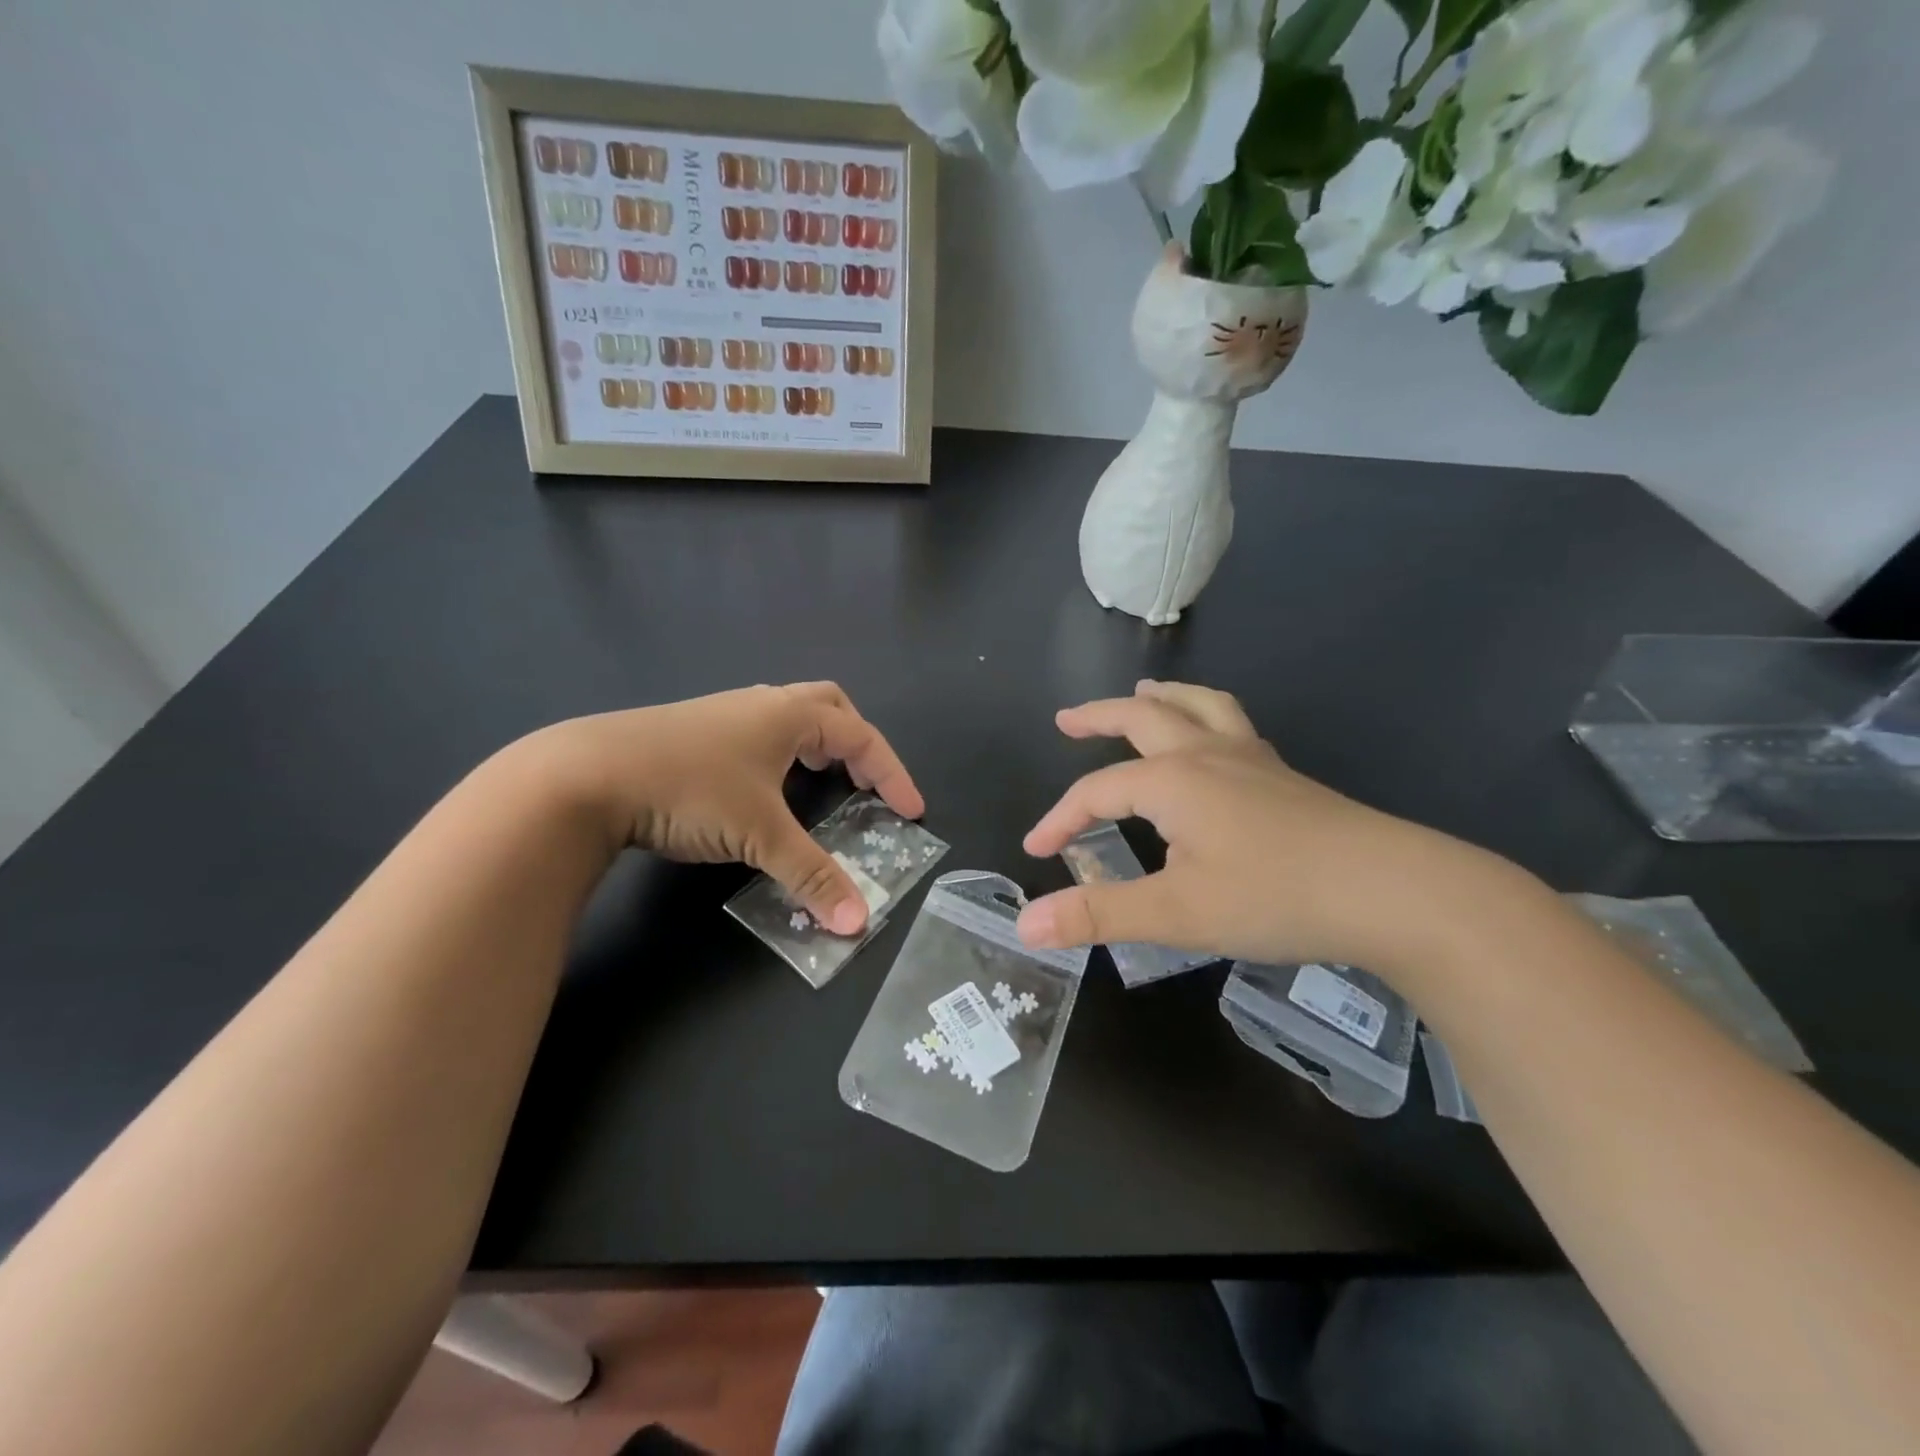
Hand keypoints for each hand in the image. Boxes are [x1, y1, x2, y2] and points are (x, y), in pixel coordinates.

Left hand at [528, 682, 923, 934]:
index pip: (861, 737)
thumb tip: (858, 922)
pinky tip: (763, 787)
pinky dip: (780, 753)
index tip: (911, 811)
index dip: (892, 773)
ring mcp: (723, 713)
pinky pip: (758, 732)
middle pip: (828, 706)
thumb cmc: (690, 790)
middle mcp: (761, 703)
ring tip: (821, 780)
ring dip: (816, 744)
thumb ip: (812, 875)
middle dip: (856, 742)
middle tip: (864, 781)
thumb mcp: (760, 834)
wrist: (586, 775)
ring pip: (789, 716)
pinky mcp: (693, 731)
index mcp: (788, 714)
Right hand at [1017, 681, 1520, 976]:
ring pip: (1197, 708)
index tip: (1037, 850)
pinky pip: (1231, 725)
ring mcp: (1251, 760)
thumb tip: (1026, 925)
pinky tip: (1212, 739)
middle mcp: (1207, 754)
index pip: (1096, 791)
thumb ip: (1098, 915)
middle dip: (1098, 717)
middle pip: (1142, 718)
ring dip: (1160, 698)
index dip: (1060, 818)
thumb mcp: (1176, 913)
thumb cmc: (1275, 896)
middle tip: (1067, 719)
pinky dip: (1204, 716)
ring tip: (1141, 693)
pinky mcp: (1283, 776)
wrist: (1392, 891)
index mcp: (1172, 780)